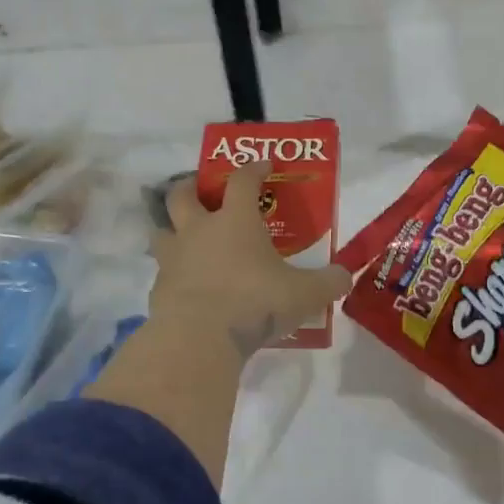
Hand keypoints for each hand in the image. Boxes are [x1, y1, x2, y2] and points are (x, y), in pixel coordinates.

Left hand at [153, 161, 352, 355]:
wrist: (200, 338)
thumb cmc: (255, 302)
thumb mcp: (304, 294)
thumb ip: (329, 283)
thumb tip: (345, 275)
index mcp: (235, 221)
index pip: (242, 180)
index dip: (253, 168)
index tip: (263, 165)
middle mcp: (199, 231)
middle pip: (182, 194)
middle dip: (191, 187)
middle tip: (203, 191)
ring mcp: (173, 259)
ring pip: (162, 230)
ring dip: (172, 228)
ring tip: (187, 238)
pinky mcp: (159, 288)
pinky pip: (164, 272)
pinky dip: (174, 273)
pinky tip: (188, 286)